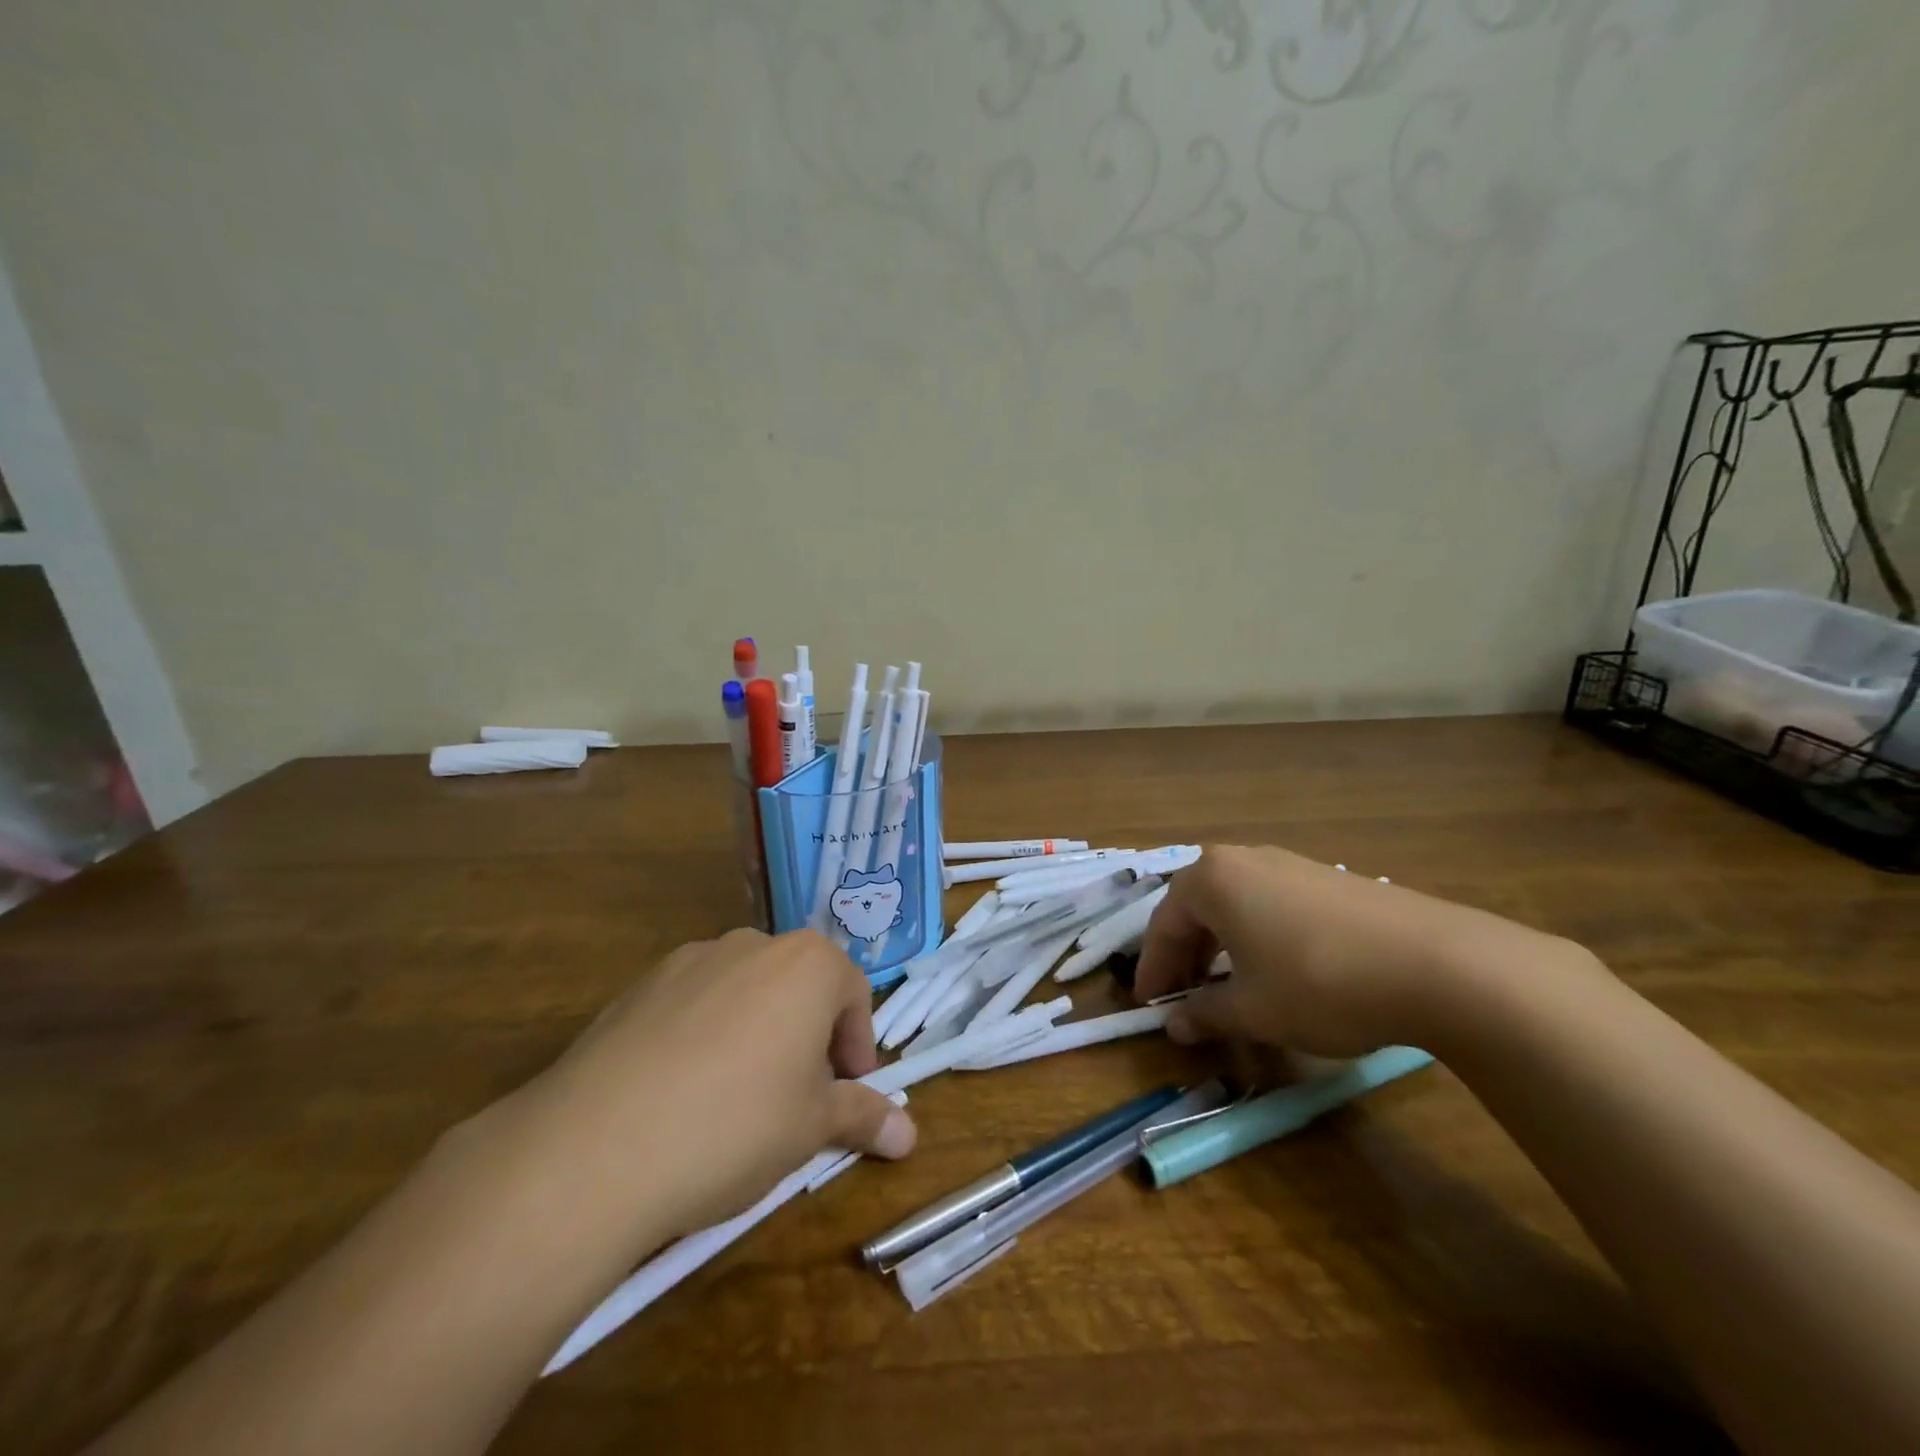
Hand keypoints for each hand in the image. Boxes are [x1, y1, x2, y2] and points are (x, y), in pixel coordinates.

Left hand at [520, 928, 914, 1242]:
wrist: (594, 1148)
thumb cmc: (734, 1125)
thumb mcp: (811, 1127)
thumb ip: (864, 1117)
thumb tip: (911, 1137)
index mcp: (807, 963)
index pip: (854, 993)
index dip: (857, 1045)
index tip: (848, 1091)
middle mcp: (752, 944)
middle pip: (799, 985)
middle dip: (809, 1036)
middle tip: (800, 1097)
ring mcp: (689, 960)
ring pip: (745, 992)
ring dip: (757, 1032)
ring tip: (738, 1098)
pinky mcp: (638, 987)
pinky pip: (693, 1004)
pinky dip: (705, 1035)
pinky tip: (682, 1093)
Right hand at [1134, 844, 1565, 1057]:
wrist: (1438, 964)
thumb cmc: (1319, 983)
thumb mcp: (1254, 1010)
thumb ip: (1205, 1014)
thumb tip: (1174, 1025)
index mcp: (1212, 880)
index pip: (1164, 924)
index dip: (1153, 968)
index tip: (1148, 1005)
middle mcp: (1245, 860)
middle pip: (1196, 908)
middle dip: (1185, 955)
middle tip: (1183, 996)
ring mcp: (1291, 864)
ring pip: (1235, 905)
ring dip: (1221, 945)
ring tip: (1227, 986)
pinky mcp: (1329, 878)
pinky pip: (1271, 904)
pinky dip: (1256, 936)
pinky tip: (1276, 970)